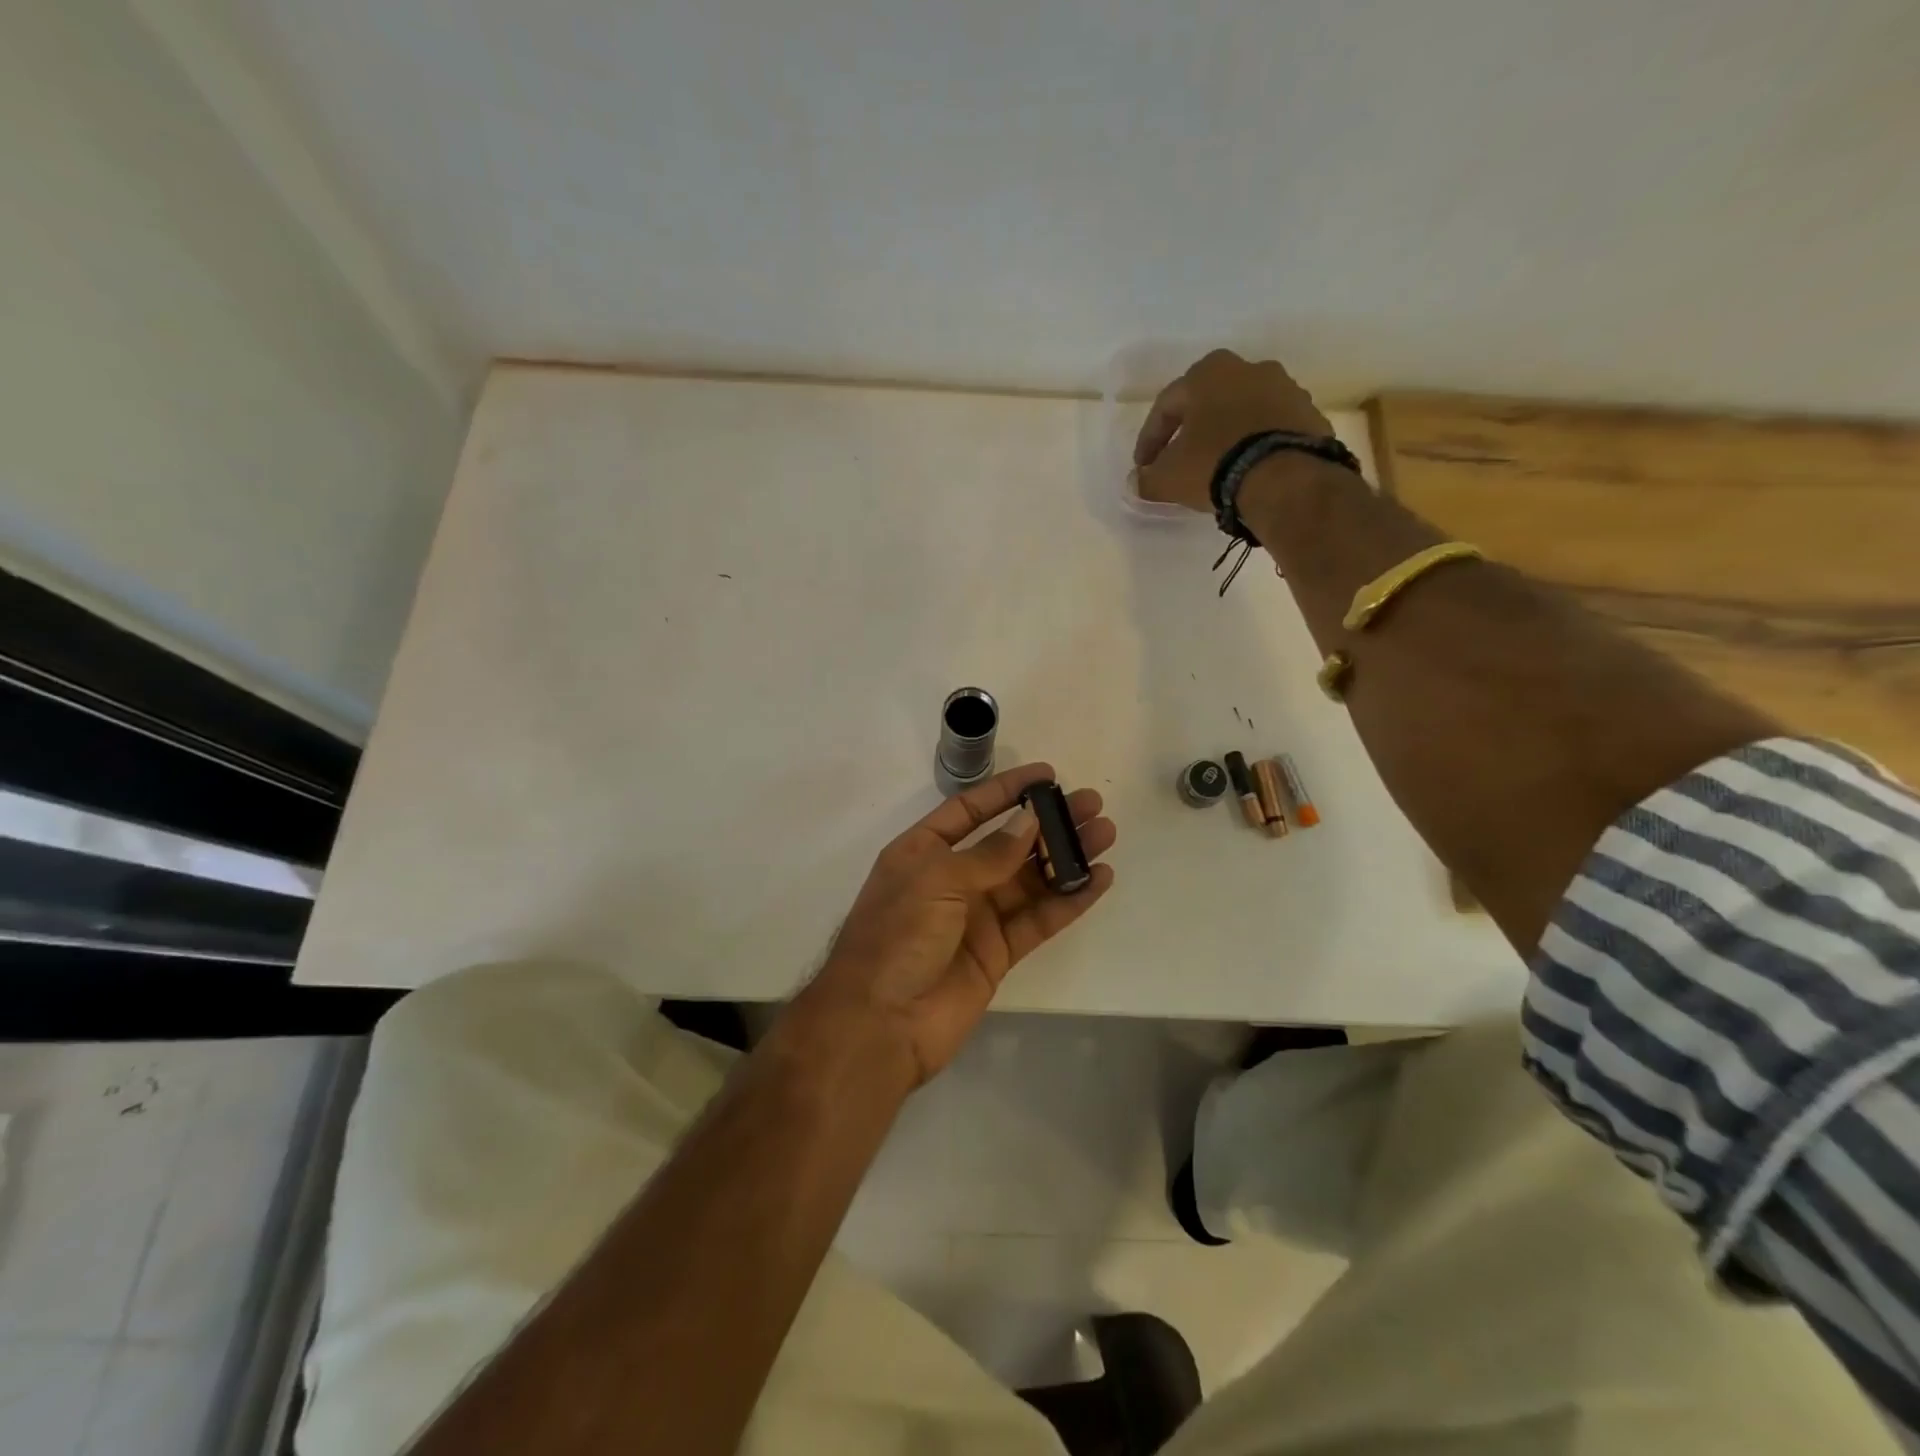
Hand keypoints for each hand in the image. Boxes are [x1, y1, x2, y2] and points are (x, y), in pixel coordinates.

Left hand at [795, 763, 1115, 1085]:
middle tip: (1092, 805)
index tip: (1048, 775)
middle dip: (1049, 823)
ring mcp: (977, 917)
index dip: (1007, 790)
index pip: (970, 810)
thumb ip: (988, 854)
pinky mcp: (999, 952)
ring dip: (1066, 857)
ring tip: (1105, 835)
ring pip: (1030, 879)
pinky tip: (1098, 881)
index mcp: (923, 852)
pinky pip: (1039, 919)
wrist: (880, 1023)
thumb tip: (1030, 821)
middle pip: (1009, 842)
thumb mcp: (936, 880)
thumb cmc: (897, 936)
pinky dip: (1069, 900)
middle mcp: (952, 878)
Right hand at [1133, 349, 1332, 513]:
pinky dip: (1254, 445)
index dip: (1150, 440)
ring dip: (1226, 436)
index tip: (1143, 467)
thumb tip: (1137, 481)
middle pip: (1208, 402)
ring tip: (1216, 468)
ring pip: (1242, 412)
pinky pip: (1270, 428)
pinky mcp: (1308, 414)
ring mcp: (1284, 388)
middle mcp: (1248, 368)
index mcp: (1208, 373)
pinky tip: (1247, 470)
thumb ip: (1147, 478)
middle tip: (1179, 460)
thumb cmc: (1214, 464)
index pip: (1166, 405)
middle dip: (1191, 430)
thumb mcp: (1168, 477)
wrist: (1285, 477)